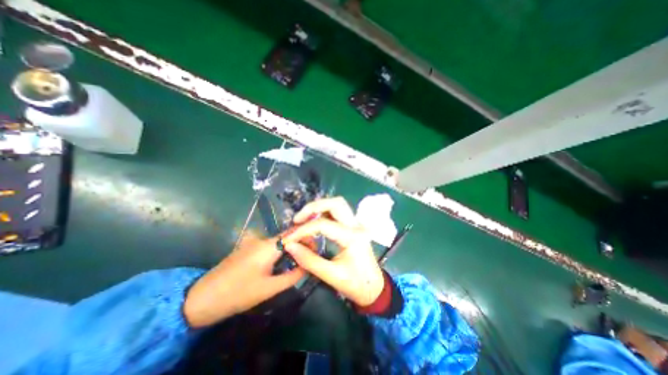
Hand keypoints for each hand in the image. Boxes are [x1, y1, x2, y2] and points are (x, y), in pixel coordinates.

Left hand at [185, 231, 304, 328]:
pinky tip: (281, 261)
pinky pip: (269, 244)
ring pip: (278, 240)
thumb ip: (292, 276)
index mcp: (269, 246)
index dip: (307, 238)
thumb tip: (308, 266)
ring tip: (298, 258)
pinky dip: (279, 249)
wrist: (203, 297)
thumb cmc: (239, 293)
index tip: (316, 247)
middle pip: (287, 236)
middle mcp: (262, 239)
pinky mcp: (248, 247)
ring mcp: (253, 241)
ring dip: (290, 246)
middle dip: (300, 242)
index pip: (294, 234)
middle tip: (309, 254)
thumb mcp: (270, 288)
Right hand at [282, 197, 386, 306]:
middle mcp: (355, 226)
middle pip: (335, 203)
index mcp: (352, 237)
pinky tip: (314, 221)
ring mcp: (356, 225)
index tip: (288, 239)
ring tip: (303, 219)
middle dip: (314, 207)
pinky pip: (338, 212)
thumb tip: (290, 246)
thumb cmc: (356, 284)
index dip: (303, 230)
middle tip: (297, 219)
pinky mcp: (353, 227)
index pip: (323, 225)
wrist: (374, 288)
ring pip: (337, 205)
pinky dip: (324, 213)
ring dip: (319, 207)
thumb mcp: (332, 275)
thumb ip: (309, 260)